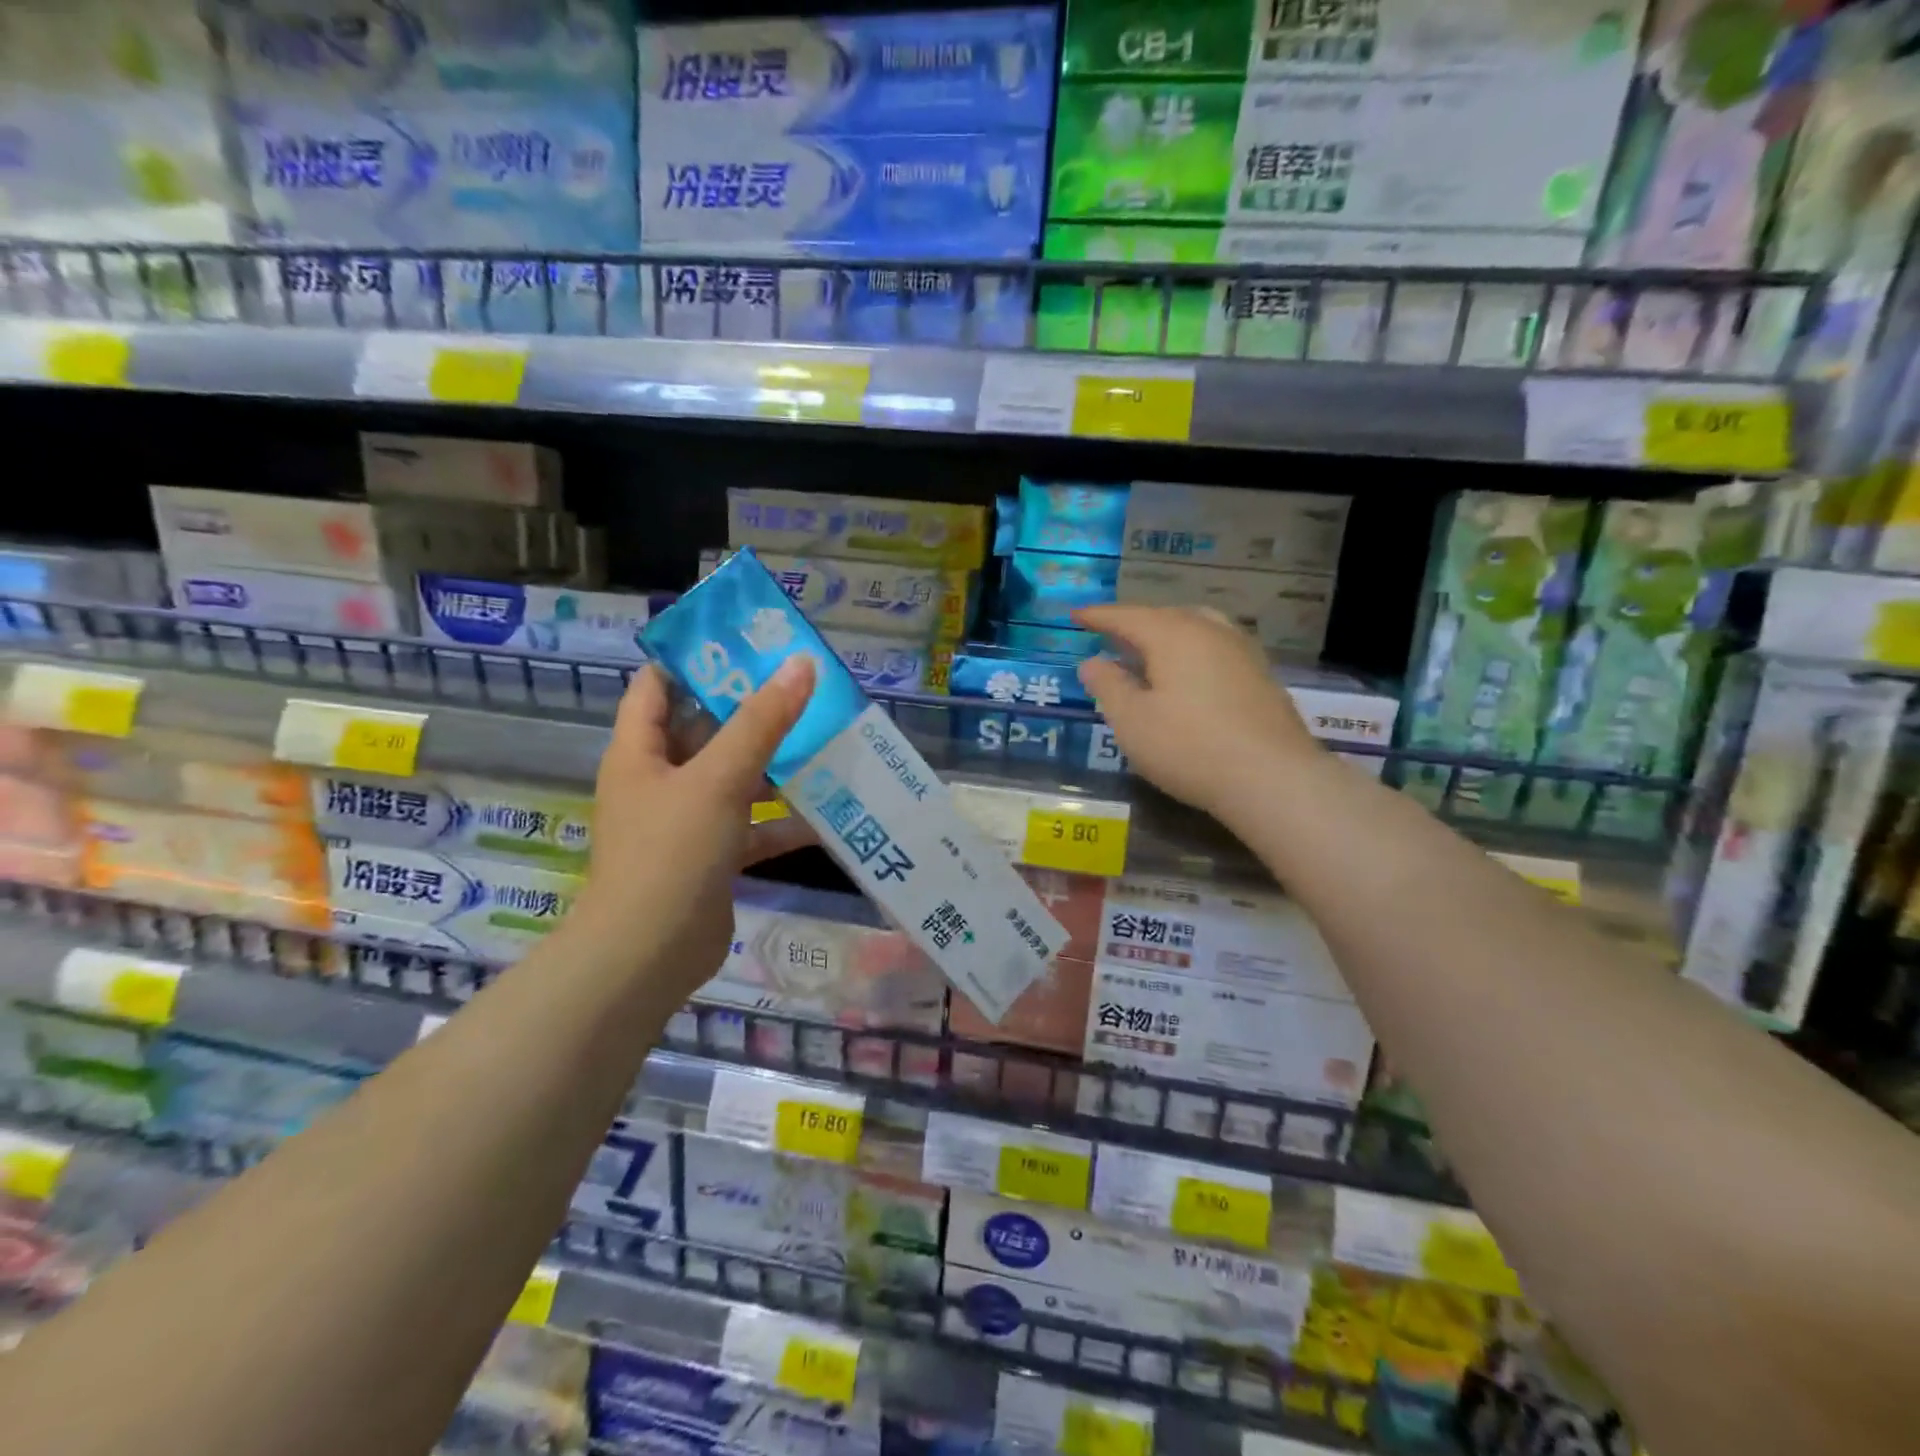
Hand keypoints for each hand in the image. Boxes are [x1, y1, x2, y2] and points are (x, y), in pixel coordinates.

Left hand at [566, 659, 815, 1000]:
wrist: (649, 956)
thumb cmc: (671, 852)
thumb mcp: (719, 779)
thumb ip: (762, 722)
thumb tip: (801, 665)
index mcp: (640, 752)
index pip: (657, 685)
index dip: (695, 658)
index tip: (747, 641)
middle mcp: (660, 780)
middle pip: (706, 729)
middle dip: (752, 709)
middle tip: (804, 685)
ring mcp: (687, 821)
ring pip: (736, 779)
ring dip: (776, 765)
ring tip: (826, 739)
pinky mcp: (713, 857)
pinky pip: (752, 826)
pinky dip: (782, 821)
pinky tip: (827, 812)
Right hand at [1073, 604, 1322, 819]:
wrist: (1273, 778)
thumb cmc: (1189, 747)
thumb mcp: (1132, 721)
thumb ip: (1108, 686)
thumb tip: (1093, 662)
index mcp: (1173, 634)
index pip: (1127, 616)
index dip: (1098, 616)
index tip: (1074, 616)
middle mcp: (1210, 631)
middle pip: (1164, 616)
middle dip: (1134, 623)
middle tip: (1109, 635)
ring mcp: (1242, 651)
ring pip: (1196, 627)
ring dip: (1167, 634)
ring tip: (1149, 651)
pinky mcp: (1261, 675)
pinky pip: (1216, 647)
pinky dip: (1192, 651)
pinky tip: (1189, 675)